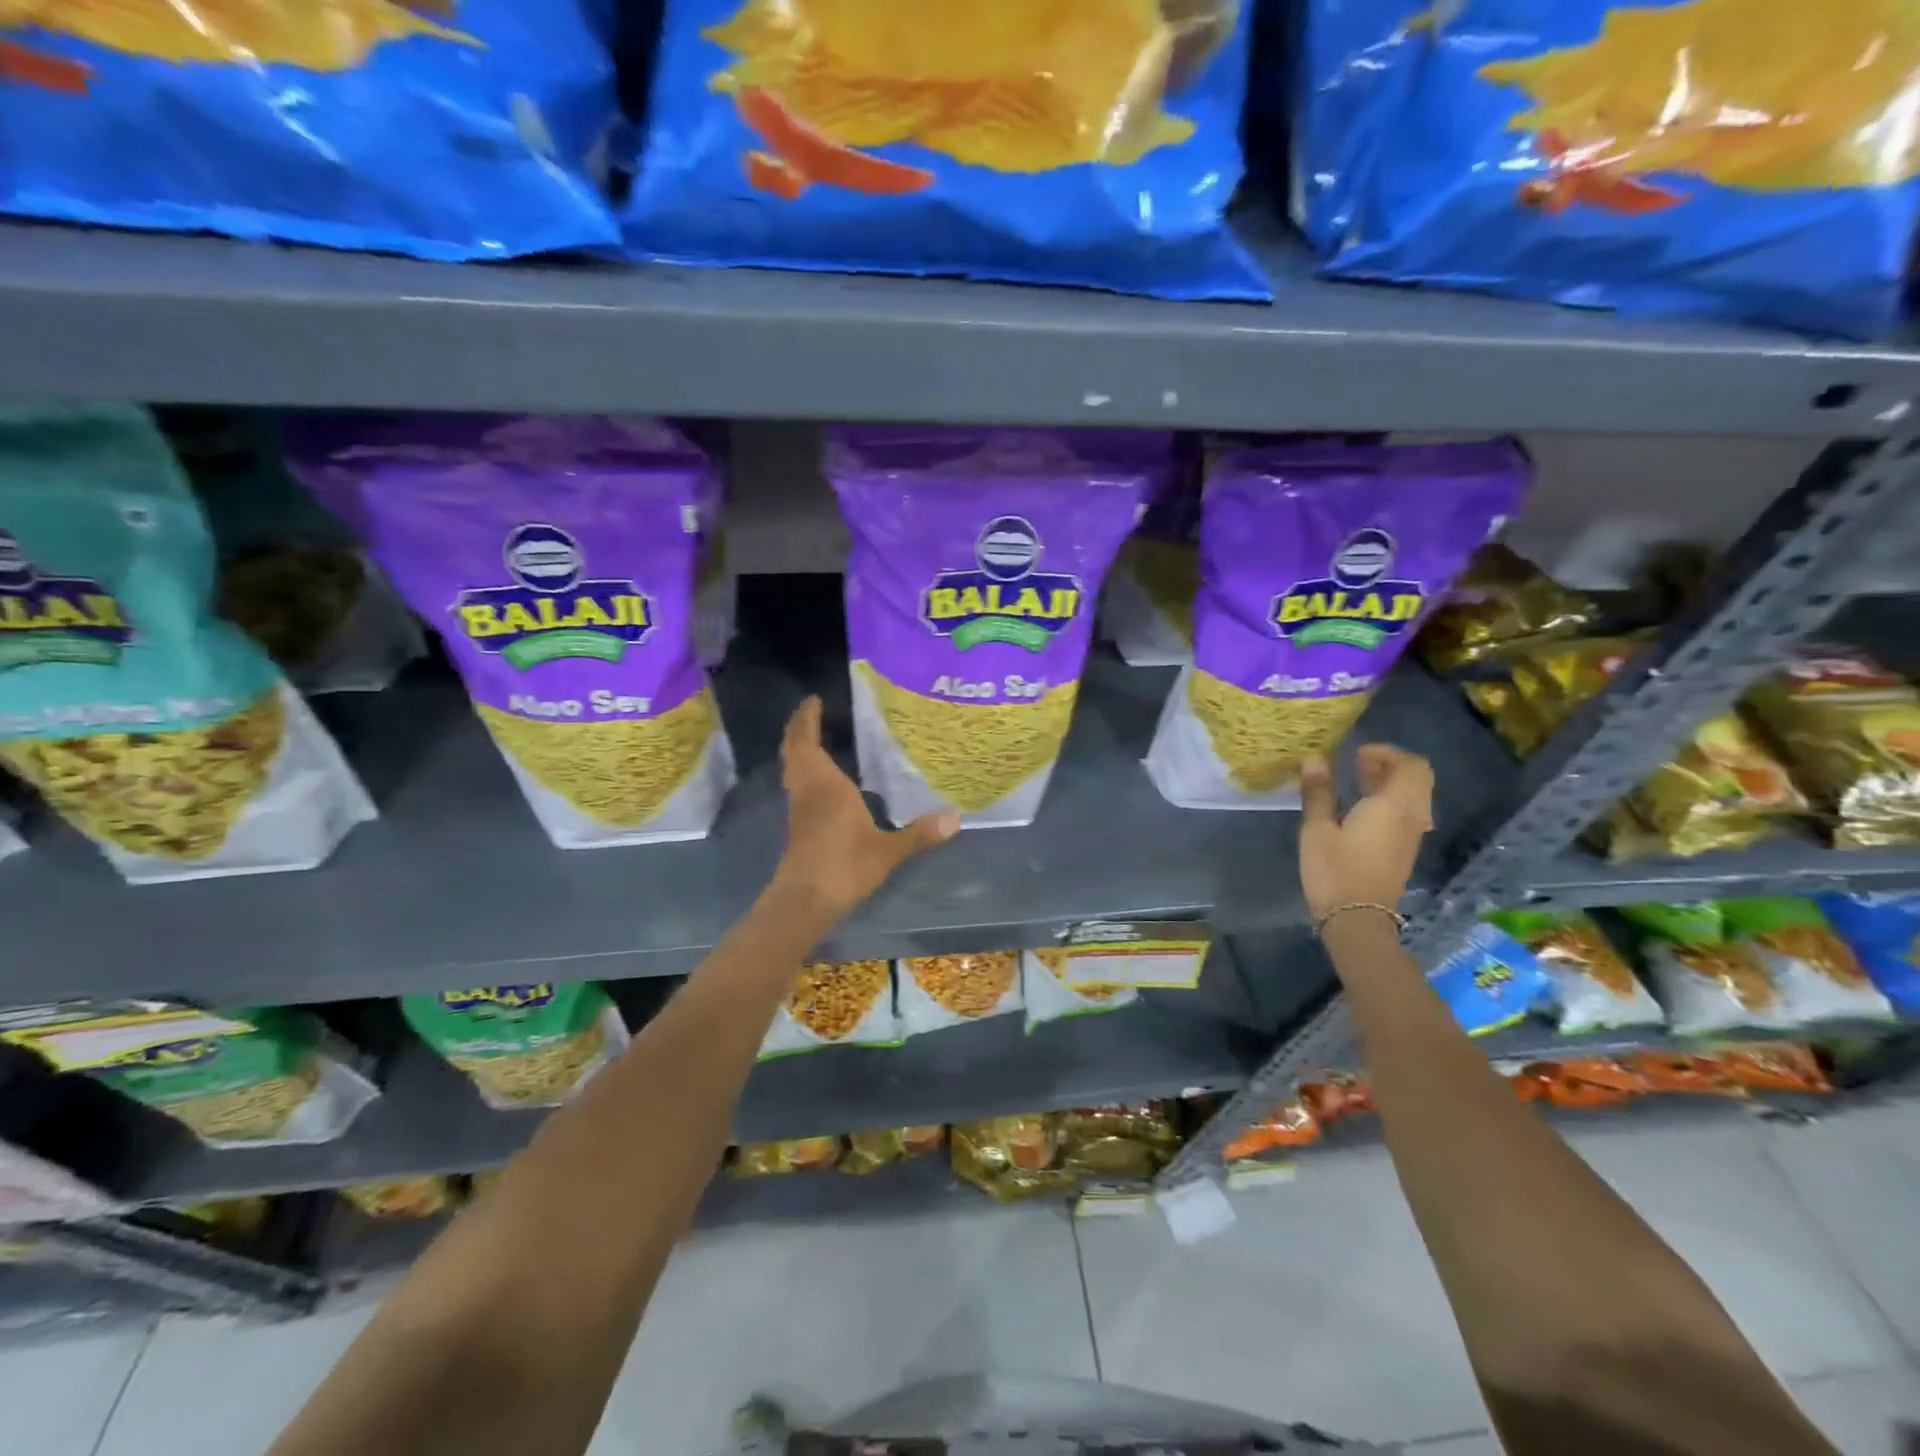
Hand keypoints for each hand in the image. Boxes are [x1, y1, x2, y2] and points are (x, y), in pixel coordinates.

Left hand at [773, 696, 957, 916]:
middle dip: (800, 728)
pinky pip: (798, 784)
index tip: (813, 699)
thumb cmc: (844, 866)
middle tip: (813, 712)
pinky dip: (805, 770)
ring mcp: (799, 808)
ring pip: (792, 768)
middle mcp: (807, 790)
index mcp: (825, 785)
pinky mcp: (798, 825)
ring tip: (817, 736)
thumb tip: (956, 818)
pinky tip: (823, 778)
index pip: (807, 741)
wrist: (805, 901)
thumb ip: (919, 833)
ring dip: (799, 749)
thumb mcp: (887, 850)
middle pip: (794, 750)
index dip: (807, 718)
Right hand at [1298, 745, 1433, 921]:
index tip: (1357, 753)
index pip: (1411, 766)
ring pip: (1413, 797)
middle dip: (1390, 765)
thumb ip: (1318, 792)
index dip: (1387, 753)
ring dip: (1390, 783)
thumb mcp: (1317, 829)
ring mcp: (1411, 836)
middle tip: (1357, 762)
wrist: (1357, 920)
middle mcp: (1411, 817)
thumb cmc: (1334, 871)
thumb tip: (1315, 758)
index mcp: (1394, 806)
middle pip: (1417, 779)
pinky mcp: (1403, 850)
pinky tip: (1359, 807)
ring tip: (1356, 780)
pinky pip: (1406, 813)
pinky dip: (1389, 801)